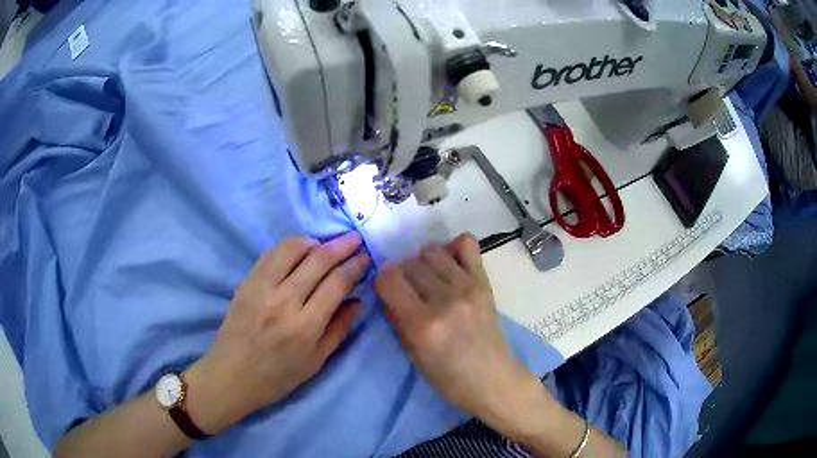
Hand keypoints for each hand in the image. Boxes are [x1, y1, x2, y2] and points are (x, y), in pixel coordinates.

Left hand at [184, 233, 369, 433]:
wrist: (231, 376)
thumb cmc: (277, 377)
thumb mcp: (315, 362)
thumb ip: (339, 330)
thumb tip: (359, 302)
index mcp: (306, 326)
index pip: (337, 283)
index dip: (355, 266)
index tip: (365, 257)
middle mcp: (284, 301)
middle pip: (318, 260)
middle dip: (342, 245)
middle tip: (355, 239)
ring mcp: (262, 288)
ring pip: (292, 248)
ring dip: (314, 241)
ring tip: (326, 245)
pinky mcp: (246, 282)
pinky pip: (270, 253)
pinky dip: (289, 247)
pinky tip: (299, 252)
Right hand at [375, 234, 536, 421]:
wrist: (493, 379)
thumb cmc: (448, 379)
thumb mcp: (412, 355)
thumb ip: (397, 319)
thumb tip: (388, 291)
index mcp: (423, 324)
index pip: (388, 278)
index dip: (383, 283)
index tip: (389, 293)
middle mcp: (445, 299)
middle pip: (408, 263)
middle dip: (402, 274)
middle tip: (409, 291)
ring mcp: (468, 287)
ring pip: (431, 251)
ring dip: (423, 262)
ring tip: (429, 280)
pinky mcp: (484, 282)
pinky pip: (466, 243)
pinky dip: (452, 248)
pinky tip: (450, 266)